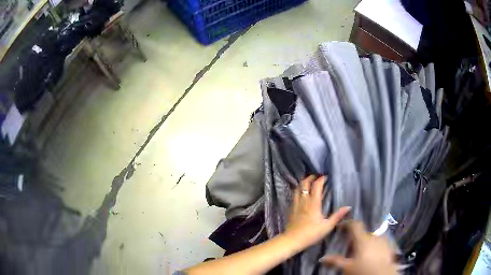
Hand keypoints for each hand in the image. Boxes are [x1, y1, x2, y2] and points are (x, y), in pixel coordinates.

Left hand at [285, 175, 350, 250]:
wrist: (292, 240)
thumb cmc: (311, 234)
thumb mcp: (327, 226)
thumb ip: (337, 216)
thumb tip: (348, 207)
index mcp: (313, 203)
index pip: (316, 186)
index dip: (321, 179)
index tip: (326, 176)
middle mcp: (303, 201)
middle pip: (304, 183)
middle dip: (310, 177)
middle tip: (316, 176)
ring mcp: (295, 204)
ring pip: (297, 188)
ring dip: (303, 183)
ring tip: (309, 182)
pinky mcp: (291, 209)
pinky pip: (294, 195)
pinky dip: (298, 190)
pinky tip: (301, 194)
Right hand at [321, 221, 397, 274]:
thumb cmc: (363, 270)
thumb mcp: (347, 267)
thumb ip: (336, 261)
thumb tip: (323, 258)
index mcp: (363, 239)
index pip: (355, 225)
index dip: (347, 223)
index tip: (341, 226)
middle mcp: (374, 236)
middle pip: (363, 233)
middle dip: (357, 238)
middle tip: (350, 247)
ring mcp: (384, 240)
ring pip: (372, 238)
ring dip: (366, 242)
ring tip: (362, 253)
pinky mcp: (390, 246)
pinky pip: (380, 243)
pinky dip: (375, 246)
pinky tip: (373, 255)